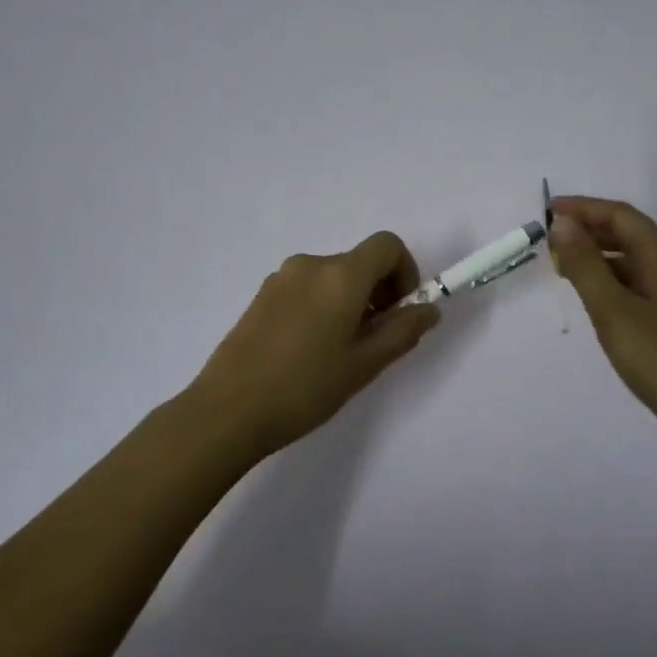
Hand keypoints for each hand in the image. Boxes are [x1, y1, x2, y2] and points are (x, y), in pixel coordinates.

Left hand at [188, 230, 442, 457]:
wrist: (227, 410)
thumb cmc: (304, 388)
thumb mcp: (364, 364)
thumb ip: (403, 331)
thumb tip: (429, 309)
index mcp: (340, 275)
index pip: (387, 245)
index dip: (405, 272)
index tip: (401, 311)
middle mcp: (311, 265)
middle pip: (360, 262)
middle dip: (379, 292)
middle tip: (375, 340)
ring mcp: (281, 278)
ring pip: (333, 277)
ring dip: (350, 301)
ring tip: (340, 351)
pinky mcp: (261, 295)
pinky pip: (307, 288)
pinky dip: (323, 305)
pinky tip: (309, 350)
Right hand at [549, 195, 656, 461]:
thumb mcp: (613, 311)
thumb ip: (586, 266)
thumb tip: (563, 224)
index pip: (622, 216)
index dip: (584, 208)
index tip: (547, 212)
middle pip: (632, 235)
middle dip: (590, 231)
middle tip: (551, 242)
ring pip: (638, 261)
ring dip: (601, 257)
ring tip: (565, 269)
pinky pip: (644, 284)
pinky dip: (615, 281)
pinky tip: (598, 300)